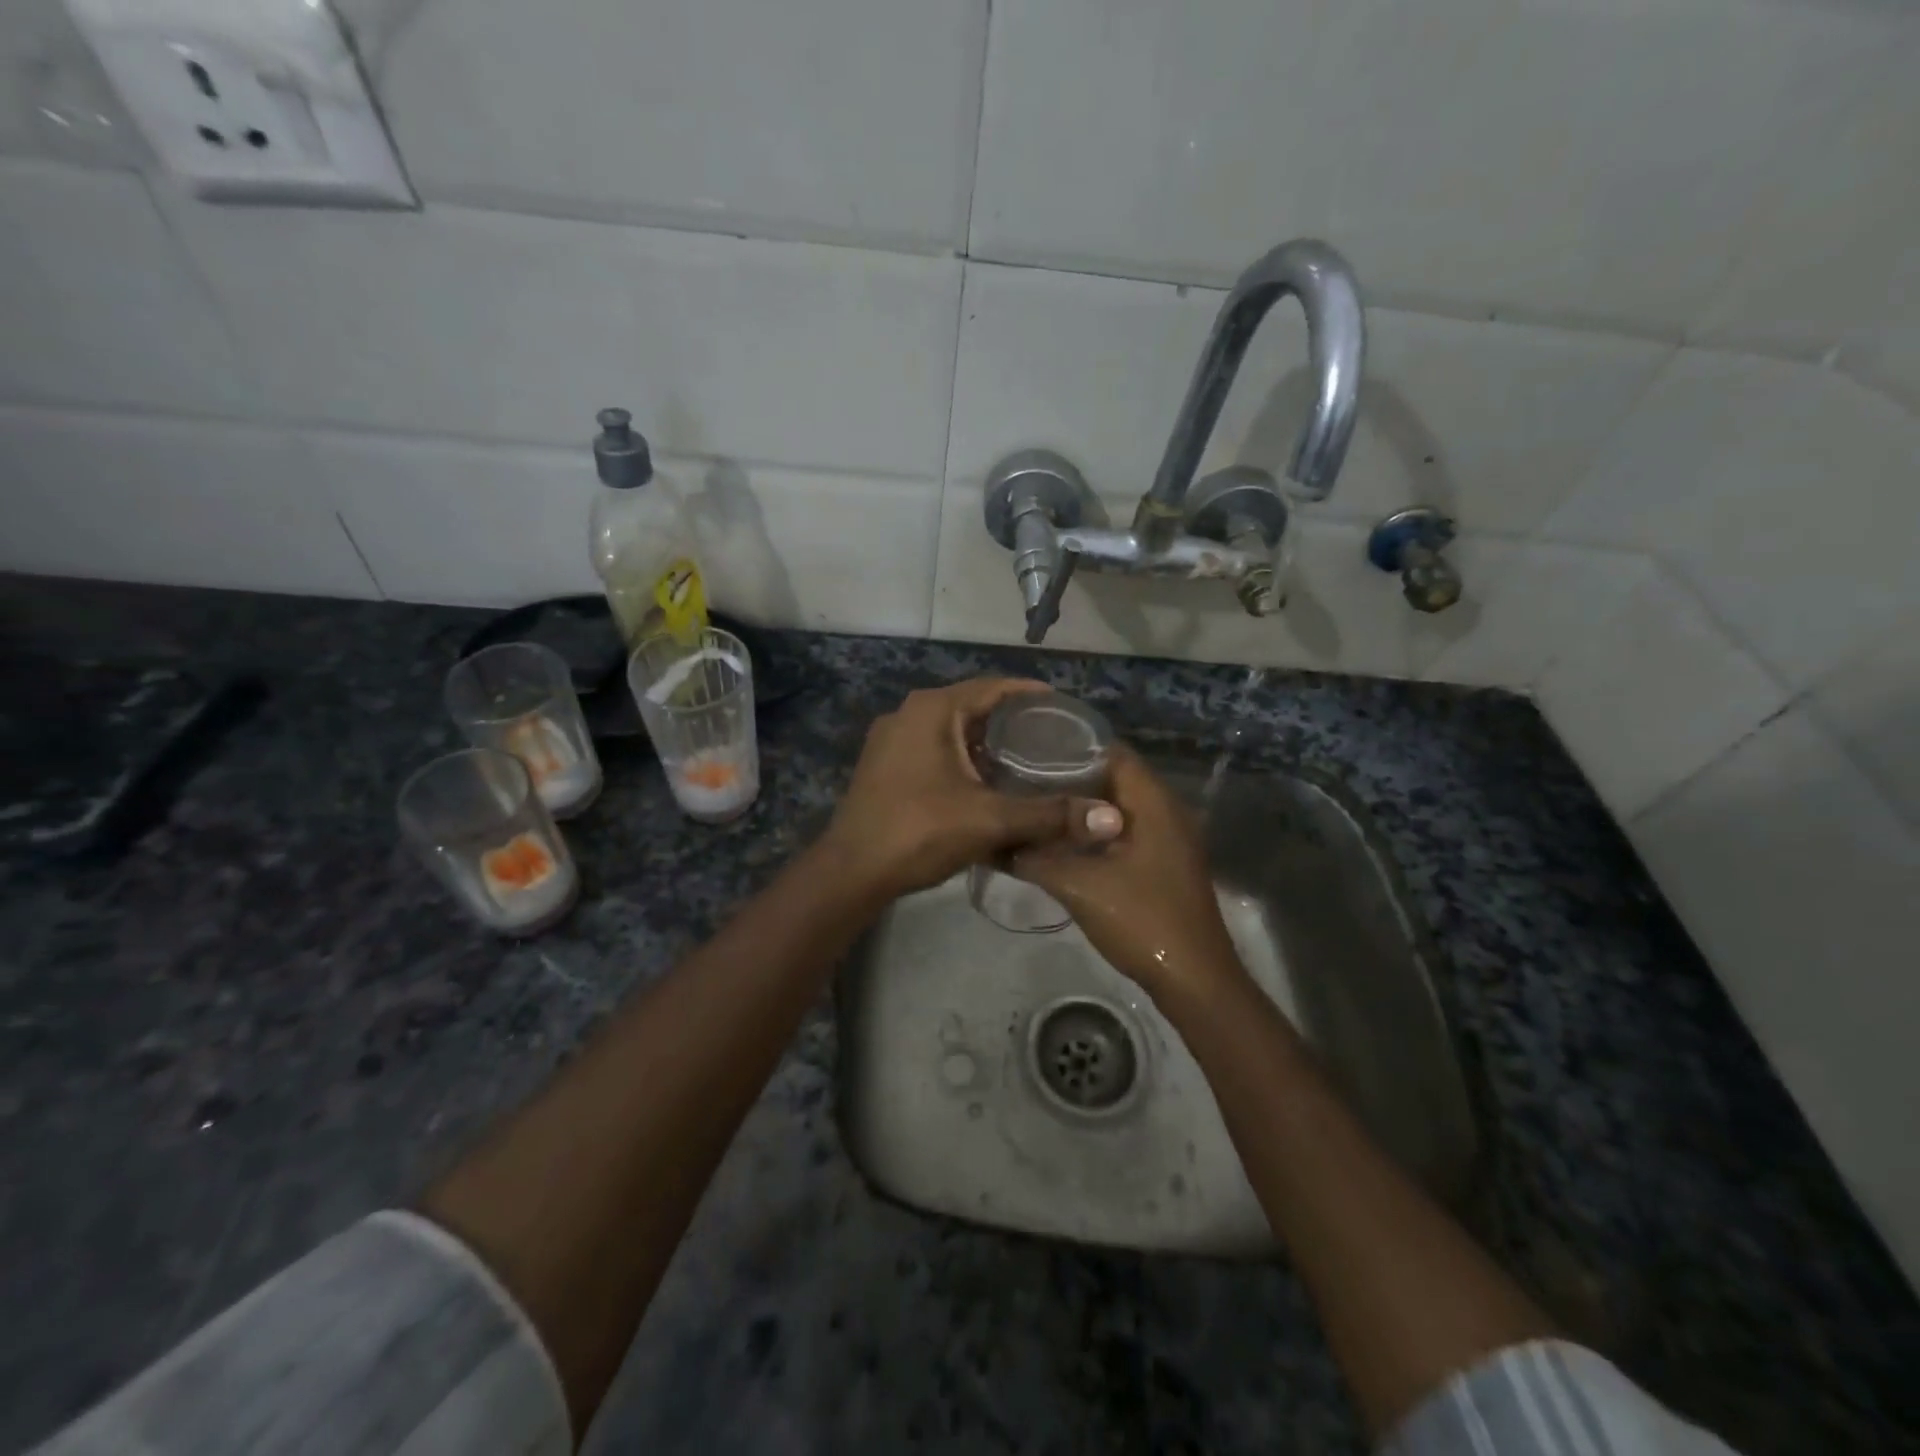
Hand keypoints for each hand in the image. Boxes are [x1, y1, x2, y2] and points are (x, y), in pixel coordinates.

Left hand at [821, 678, 1122, 901]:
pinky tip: (986, 783)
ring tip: (1027, 759)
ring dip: (986, 743)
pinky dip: (963, 759)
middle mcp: (909, 714)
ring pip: (952, 731)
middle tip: (1052, 738)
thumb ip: (1050, 815)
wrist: (851, 872)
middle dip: (1011, 721)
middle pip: (972, 707)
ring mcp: (892, 740)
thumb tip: (1110, 819)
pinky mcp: (884, 766)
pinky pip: (934, 750)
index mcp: (933, 709)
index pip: (993, 687)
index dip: (1030, 694)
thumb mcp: (990, 820)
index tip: (1062, 706)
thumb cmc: (919, 831)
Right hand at [1011, 747, 1245, 1004]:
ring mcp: (1170, 839)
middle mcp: (1167, 811)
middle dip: (1072, 778)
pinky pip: (1127, 831)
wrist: (1193, 979)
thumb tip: (1000, 842)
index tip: (1033, 750)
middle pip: (1115, 779)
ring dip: (1083, 808)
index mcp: (1154, 803)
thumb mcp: (1079, 886)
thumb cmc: (1141, 920)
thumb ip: (1036, 859)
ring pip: (1120, 808)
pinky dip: (1097, 831)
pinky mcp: (1165, 863)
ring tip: (1039, 806)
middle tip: (1026, 780)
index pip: (1113, 753)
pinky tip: (1064, 842)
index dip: (1073, 747)